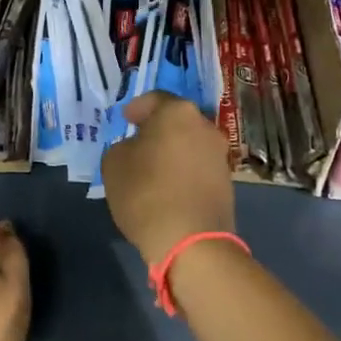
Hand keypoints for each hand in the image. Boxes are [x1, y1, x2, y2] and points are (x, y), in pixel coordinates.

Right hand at [101, 91, 236, 268]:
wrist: (190, 241)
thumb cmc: (146, 192)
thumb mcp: (113, 163)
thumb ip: (122, 146)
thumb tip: (135, 148)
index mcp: (177, 112)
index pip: (155, 99)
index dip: (137, 108)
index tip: (125, 120)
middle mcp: (205, 126)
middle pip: (177, 121)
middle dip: (158, 129)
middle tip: (138, 143)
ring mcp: (220, 155)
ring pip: (190, 144)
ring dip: (173, 151)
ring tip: (153, 168)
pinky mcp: (227, 182)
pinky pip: (198, 167)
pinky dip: (184, 171)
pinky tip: (169, 187)